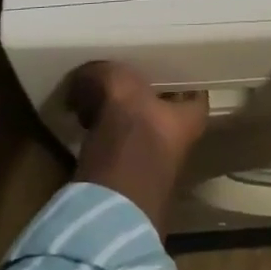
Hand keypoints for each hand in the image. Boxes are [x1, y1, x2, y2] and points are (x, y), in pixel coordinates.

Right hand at [69, 62, 208, 233]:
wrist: (108, 215)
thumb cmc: (130, 146)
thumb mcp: (122, 91)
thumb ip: (108, 72)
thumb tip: (87, 75)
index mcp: (189, 118)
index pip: (190, 84)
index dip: (172, 67)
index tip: (152, 53)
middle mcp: (175, 139)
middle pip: (157, 102)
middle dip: (135, 86)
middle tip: (113, 65)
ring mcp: (148, 160)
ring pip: (132, 120)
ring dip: (111, 105)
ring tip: (88, 89)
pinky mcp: (120, 178)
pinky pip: (111, 140)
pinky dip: (98, 126)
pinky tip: (80, 116)